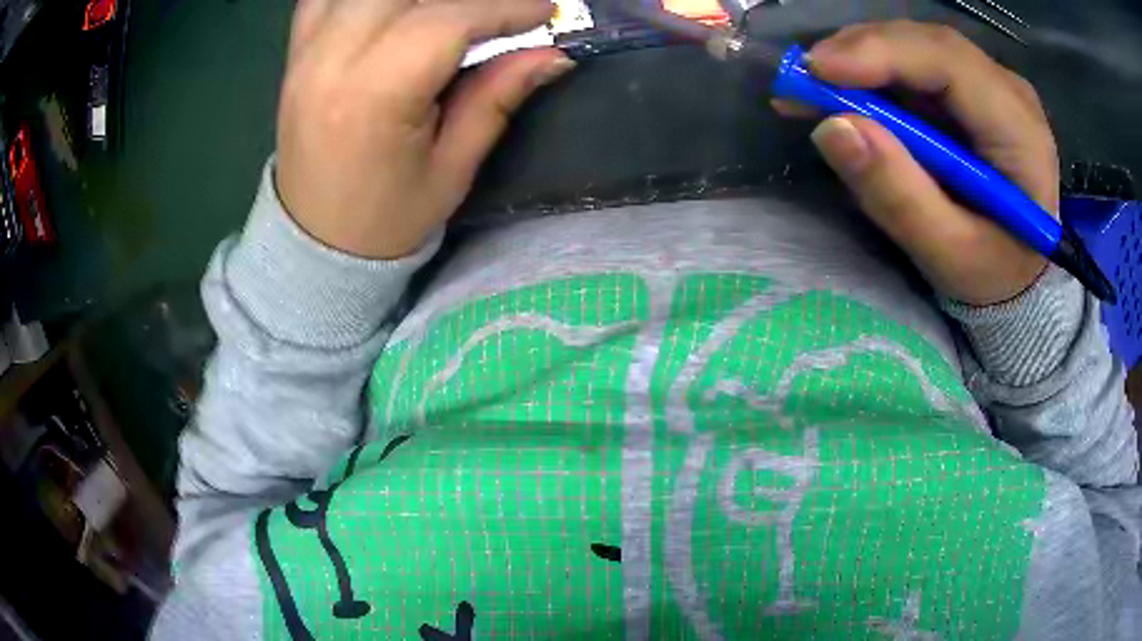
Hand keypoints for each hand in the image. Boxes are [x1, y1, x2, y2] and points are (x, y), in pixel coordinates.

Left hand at [276, 0, 574, 258]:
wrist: (314, 244)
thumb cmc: (386, 220)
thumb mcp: (452, 169)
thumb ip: (496, 98)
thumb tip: (552, 55)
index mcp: (373, 95)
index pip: (446, 21)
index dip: (504, 8)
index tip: (546, 11)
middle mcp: (330, 60)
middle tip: (498, 11)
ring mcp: (305, 53)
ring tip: (450, 11)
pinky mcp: (295, 54)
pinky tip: (394, 10)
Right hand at [775, 21, 1057, 305]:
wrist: (1018, 273)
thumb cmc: (993, 273)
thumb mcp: (948, 255)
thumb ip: (899, 197)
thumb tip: (832, 128)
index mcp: (1021, 133)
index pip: (951, 63)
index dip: (883, 54)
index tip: (817, 71)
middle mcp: (1009, 92)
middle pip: (928, 43)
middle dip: (862, 52)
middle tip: (803, 79)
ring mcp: (990, 83)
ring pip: (917, 45)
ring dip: (861, 58)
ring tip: (815, 87)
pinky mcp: (970, 88)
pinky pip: (916, 62)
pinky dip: (873, 70)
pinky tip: (843, 88)